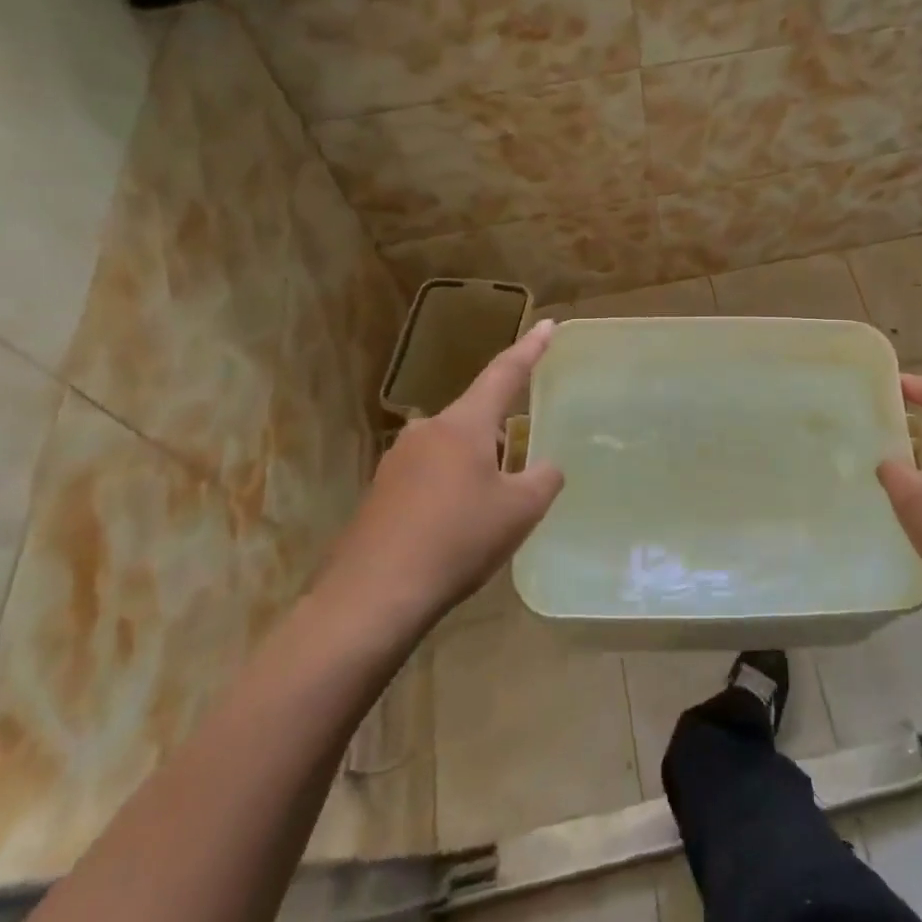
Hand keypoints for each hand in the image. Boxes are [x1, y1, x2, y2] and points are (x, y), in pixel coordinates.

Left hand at [314, 321, 564, 638]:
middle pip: (476, 418)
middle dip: (502, 435)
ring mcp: (397, 460)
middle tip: (522, 468)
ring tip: (491, 507)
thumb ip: (544, 479)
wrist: (373, 596)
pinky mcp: (381, 491)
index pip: (505, 373)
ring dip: (476, 466)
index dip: (530, 349)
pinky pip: (429, 475)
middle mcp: (427, 430)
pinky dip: (451, 489)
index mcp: (463, 424)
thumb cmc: (457, 540)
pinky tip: (457, 526)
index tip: (548, 325)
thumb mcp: (520, 511)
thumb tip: (546, 467)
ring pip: (452, 449)